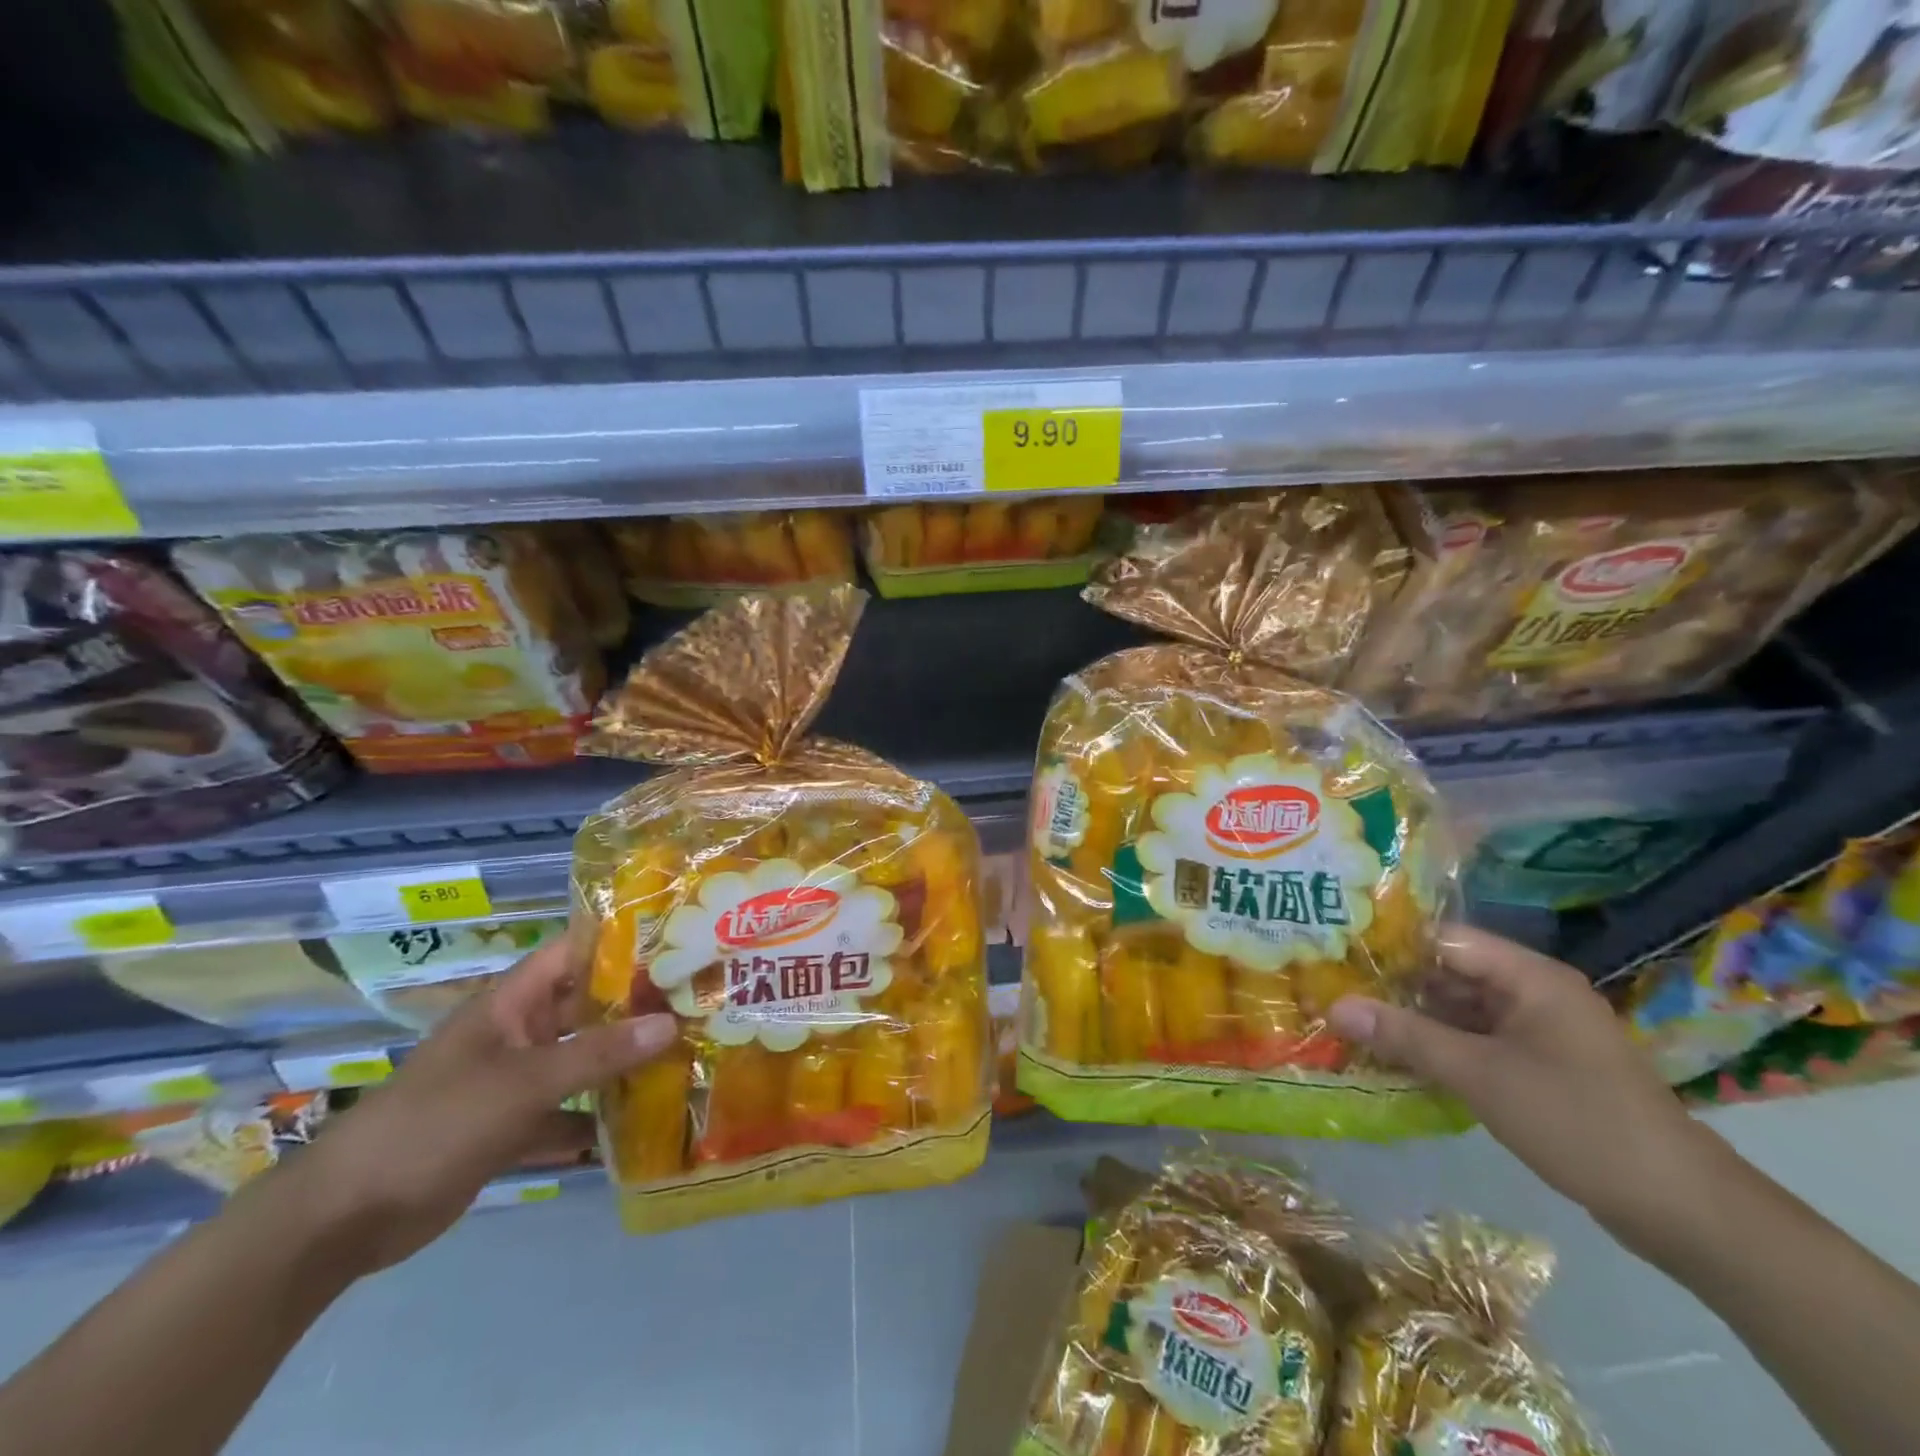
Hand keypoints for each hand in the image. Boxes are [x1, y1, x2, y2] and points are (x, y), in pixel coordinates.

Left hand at [278, 924, 676, 1276]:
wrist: (346, 1218)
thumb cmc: (436, 1123)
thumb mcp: (523, 1083)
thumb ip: (599, 1054)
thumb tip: (672, 1023)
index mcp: (514, 1002)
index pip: (576, 952)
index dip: (624, 941)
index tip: (681, 939)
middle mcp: (520, 1032)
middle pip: (587, 1007)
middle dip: (638, 1005)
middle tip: (700, 1001)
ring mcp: (515, 1080)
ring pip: (582, 1060)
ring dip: (624, 1062)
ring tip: (688, 1055)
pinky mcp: (512, 1126)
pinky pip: (568, 1110)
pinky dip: (599, 1116)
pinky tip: (645, 1123)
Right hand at [1329, 925, 1710, 1239]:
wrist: (1682, 1210)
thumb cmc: (1578, 1122)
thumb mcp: (1480, 1076)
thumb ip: (1405, 1037)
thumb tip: (1334, 1007)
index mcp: (1530, 977)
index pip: (1444, 940)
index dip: (1391, 945)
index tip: (1339, 957)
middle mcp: (1535, 992)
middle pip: (1450, 973)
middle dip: (1395, 985)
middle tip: (1335, 992)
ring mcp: (1540, 1030)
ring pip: (1460, 1009)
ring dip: (1414, 1019)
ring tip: (1354, 1024)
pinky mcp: (1542, 1065)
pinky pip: (1477, 1040)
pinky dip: (1440, 1046)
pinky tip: (1398, 1059)